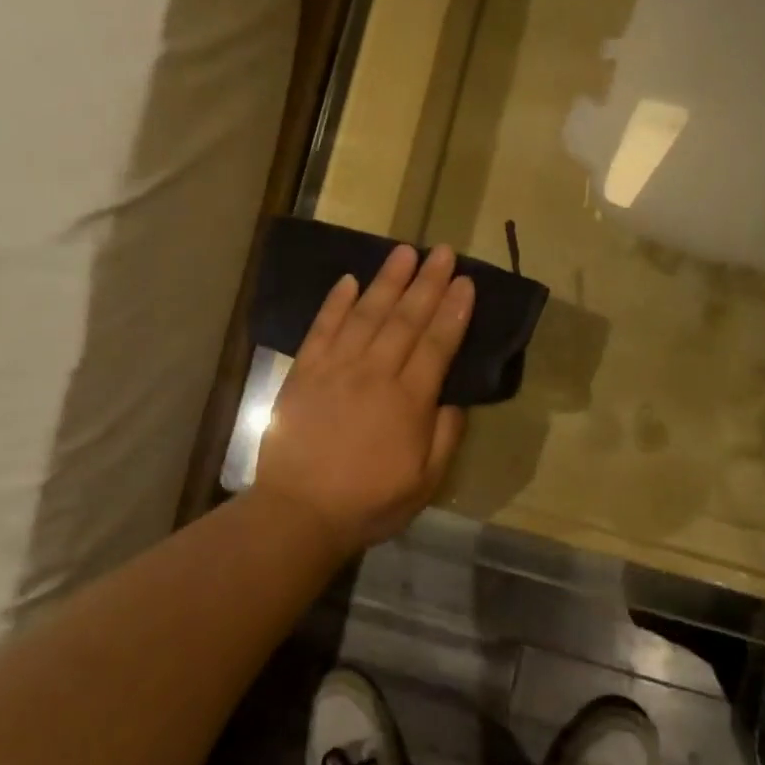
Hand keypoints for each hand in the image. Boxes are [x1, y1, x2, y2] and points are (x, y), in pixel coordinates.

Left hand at [254, 243, 473, 555]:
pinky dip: (335, 302)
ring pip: (366, 314)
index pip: (437, 344)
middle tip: (441, 251)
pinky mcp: (304, 372)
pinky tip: (348, 280)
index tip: (465, 281)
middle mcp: (374, 373)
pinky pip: (322, 328)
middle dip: (427, 283)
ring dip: (387, 281)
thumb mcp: (424, 483)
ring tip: (403, 252)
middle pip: (405, 319)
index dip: (453, 310)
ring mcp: (335, 368)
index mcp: (408, 401)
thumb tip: (454, 400)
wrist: (299, 512)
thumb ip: (445, 438)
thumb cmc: (368, 502)